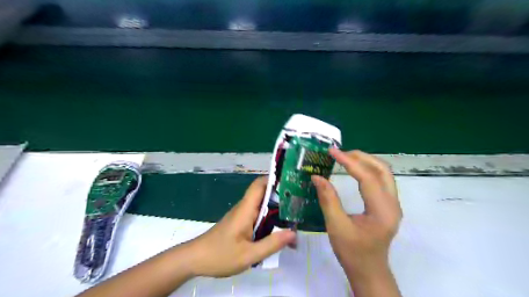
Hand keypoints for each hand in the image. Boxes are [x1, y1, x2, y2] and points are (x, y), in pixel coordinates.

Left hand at [184, 175, 293, 277]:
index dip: (274, 179)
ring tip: (294, 216)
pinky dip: (269, 218)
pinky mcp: (240, 222)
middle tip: (299, 203)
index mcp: (246, 209)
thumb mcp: (249, 255)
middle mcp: (244, 207)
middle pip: (264, 193)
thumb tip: (293, 233)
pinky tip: (278, 228)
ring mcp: (242, 214)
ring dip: (276, 208)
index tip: (292, 183)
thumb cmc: (220, 255)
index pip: (260, 184)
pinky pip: (257, 215)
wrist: (195, 259)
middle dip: (281, 196)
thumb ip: (272, 244)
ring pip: (262, 205)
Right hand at [311, 149, 400, 278]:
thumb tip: (316, 177)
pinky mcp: (388, 205)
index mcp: (382, 211)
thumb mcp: (336, 226)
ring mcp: (393, 204)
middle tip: (340, 153)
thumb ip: (328, 199)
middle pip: (382, 170)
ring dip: (366, 161)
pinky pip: (381, 180)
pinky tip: (355, 169)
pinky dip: (368, 170)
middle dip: (361, 157)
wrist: (369, 270)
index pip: (368, 178)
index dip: (349, 162)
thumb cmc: (352, 252)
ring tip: (345, 157)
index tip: (332, 152)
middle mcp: (393, 204)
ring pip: (384, 173)